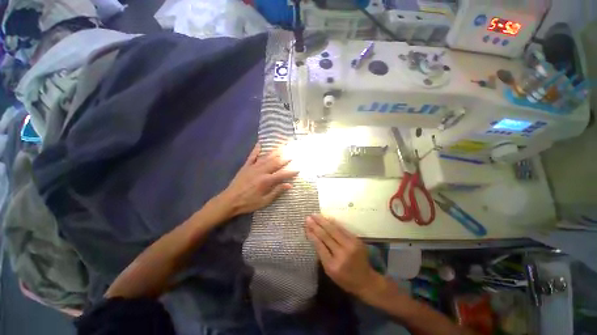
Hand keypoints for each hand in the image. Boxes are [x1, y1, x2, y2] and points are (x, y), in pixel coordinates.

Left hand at [220, 143, 297, 216]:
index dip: (291, 171)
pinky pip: (252, 156)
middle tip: (293, 153)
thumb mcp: (264, 201)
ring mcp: (253, 167)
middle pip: (276, 162)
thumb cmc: (248, 203)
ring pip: (266, 157)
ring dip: (275, 151)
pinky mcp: (246, 166)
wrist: (229, 200)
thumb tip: (289, 185)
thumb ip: (277, 192)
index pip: (282, 174)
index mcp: (266, 181)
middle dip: (285, 158)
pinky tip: (260, 143)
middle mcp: (261, 171)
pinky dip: (256, 149)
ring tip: (282, 146)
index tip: (299, 168)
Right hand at [305, 214, 384, 297]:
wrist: (366, 280)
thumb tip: (314, 237)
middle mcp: (342, 254)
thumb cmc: (345, 279)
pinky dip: (333, 223)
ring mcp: (351, 245)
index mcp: (333, 265)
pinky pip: (342, 229)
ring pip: (334, 230)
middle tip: (308, 217)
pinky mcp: (357, 240)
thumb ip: (322, 255)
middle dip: (316, 225)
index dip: (312, 234)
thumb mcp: (329, 272)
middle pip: (326, 235)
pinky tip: (327, 218)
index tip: (306, 226)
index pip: (319, 245)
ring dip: (323, 221)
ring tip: (315, 215)